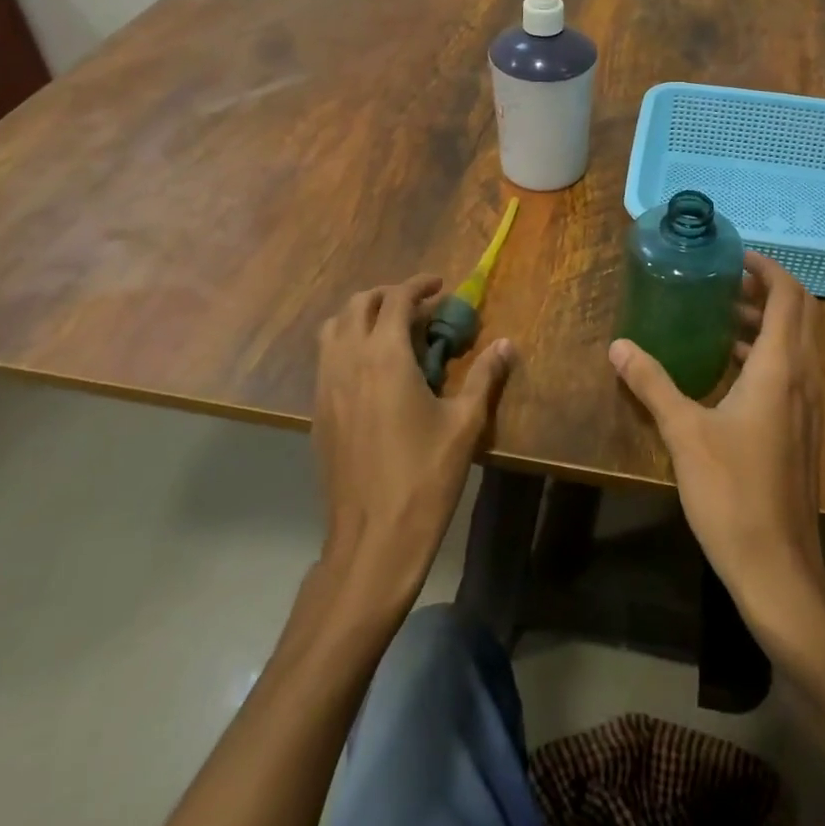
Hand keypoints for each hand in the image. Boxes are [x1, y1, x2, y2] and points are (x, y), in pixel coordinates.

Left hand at [312, 275, 512, 605]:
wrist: (372, 539)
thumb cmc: (424, 476)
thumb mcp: (465, 423)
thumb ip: (484, 376)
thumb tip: (507, 344)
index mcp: (384, 356)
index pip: (396, 299)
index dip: (419, 286)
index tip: (440, 286)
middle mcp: (348, 361)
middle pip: (358, 304)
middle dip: (388, 295)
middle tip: (419, 305)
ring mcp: (326, 386)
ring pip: (334, 328)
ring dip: (362, 316)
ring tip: (392, 329)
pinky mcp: (317, 411)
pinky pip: (327, 358)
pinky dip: (348, 344)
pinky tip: (374, 369)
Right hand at [609, 252, 824, 644]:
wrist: (778, 568)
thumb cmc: (732, 492)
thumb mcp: (683, 432)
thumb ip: (651, 383)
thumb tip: (619, 346)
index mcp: (780, 368)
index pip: (788, 296)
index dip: (766, 268)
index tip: (734, 257)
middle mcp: (803, 378)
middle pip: (801, 313)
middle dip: (767, 289)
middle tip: (725, 281)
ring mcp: (809, 406)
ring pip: (799, 342)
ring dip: (768, 321)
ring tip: (721, 316)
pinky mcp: (804, 429)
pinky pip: (794, 370)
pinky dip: (768, 352)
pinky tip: (729, 368)